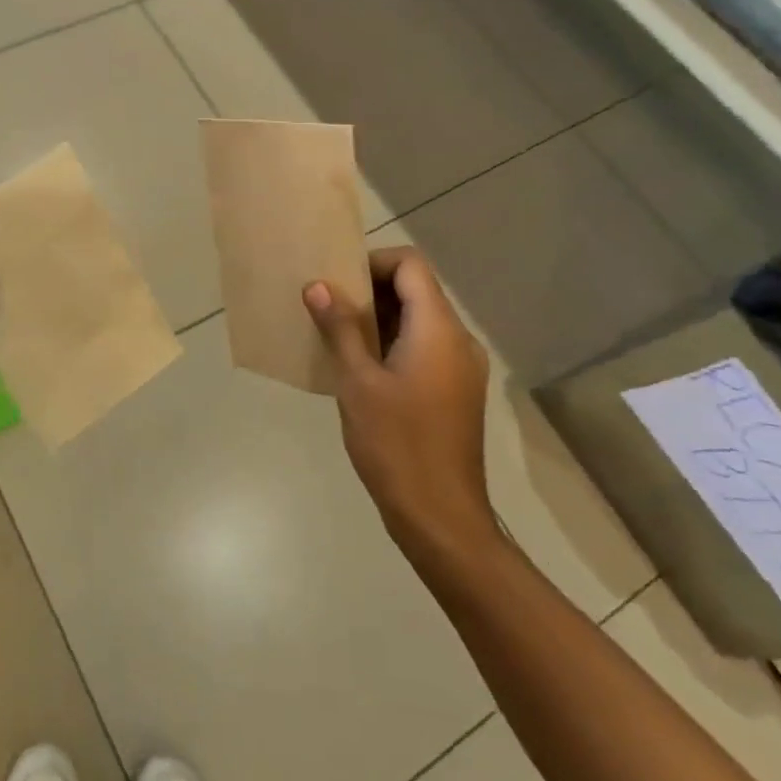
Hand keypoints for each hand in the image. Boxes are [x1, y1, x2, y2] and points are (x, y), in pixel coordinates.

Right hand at [304, 248, 494, 552]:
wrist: (441, 517)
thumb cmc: (396, 444)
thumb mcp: (357, 382)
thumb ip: (340, 328)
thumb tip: (319, 286)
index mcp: (439, 330)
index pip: (411, 265)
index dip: (373, 263)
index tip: (338, 283)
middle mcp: (459, 340)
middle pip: (418, 289)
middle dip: (372, 290)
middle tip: (329, 308)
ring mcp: (462, 368)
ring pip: (420, 319)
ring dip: (381, 318)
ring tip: (338, 335)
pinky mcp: (457, 391)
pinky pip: (425, 346)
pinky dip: (394, 342)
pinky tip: (361, 367)